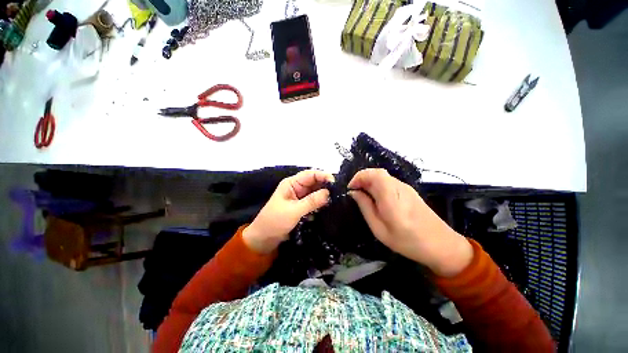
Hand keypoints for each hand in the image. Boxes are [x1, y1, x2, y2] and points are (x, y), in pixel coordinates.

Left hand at [243, 169, 334, 253]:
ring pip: (316, 192)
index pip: (310, 174)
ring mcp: (300, 198)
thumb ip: (312, 201)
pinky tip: (330, 207)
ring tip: (338, 200)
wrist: (264, 239)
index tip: (336, 183)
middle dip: (326, 186)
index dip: (323, 176)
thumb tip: (329, 193)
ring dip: (325, 196)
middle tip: (340, 193)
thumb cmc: (275, 221)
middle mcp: (297, 188)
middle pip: (315, 183)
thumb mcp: (293, 210)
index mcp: (292, 183)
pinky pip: (315, 202)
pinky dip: (321, 204)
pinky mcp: (302, 207)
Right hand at [348, 169, 472, 276]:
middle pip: (377, 173)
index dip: (359, 176)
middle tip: (355, 193)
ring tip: (363, 197)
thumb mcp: (380, 230)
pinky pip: (388, 182)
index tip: (351, 188)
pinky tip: (376, 199)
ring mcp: (406, 188)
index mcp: (392, 199)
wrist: (442, 245)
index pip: (375, 174)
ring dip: (369, 182)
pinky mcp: (408, 190)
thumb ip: (366, 208)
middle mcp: (400, 188)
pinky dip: (377, 185)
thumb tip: (354, 192)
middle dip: (362, 179)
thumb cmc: (408, 242)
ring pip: (382, 176)